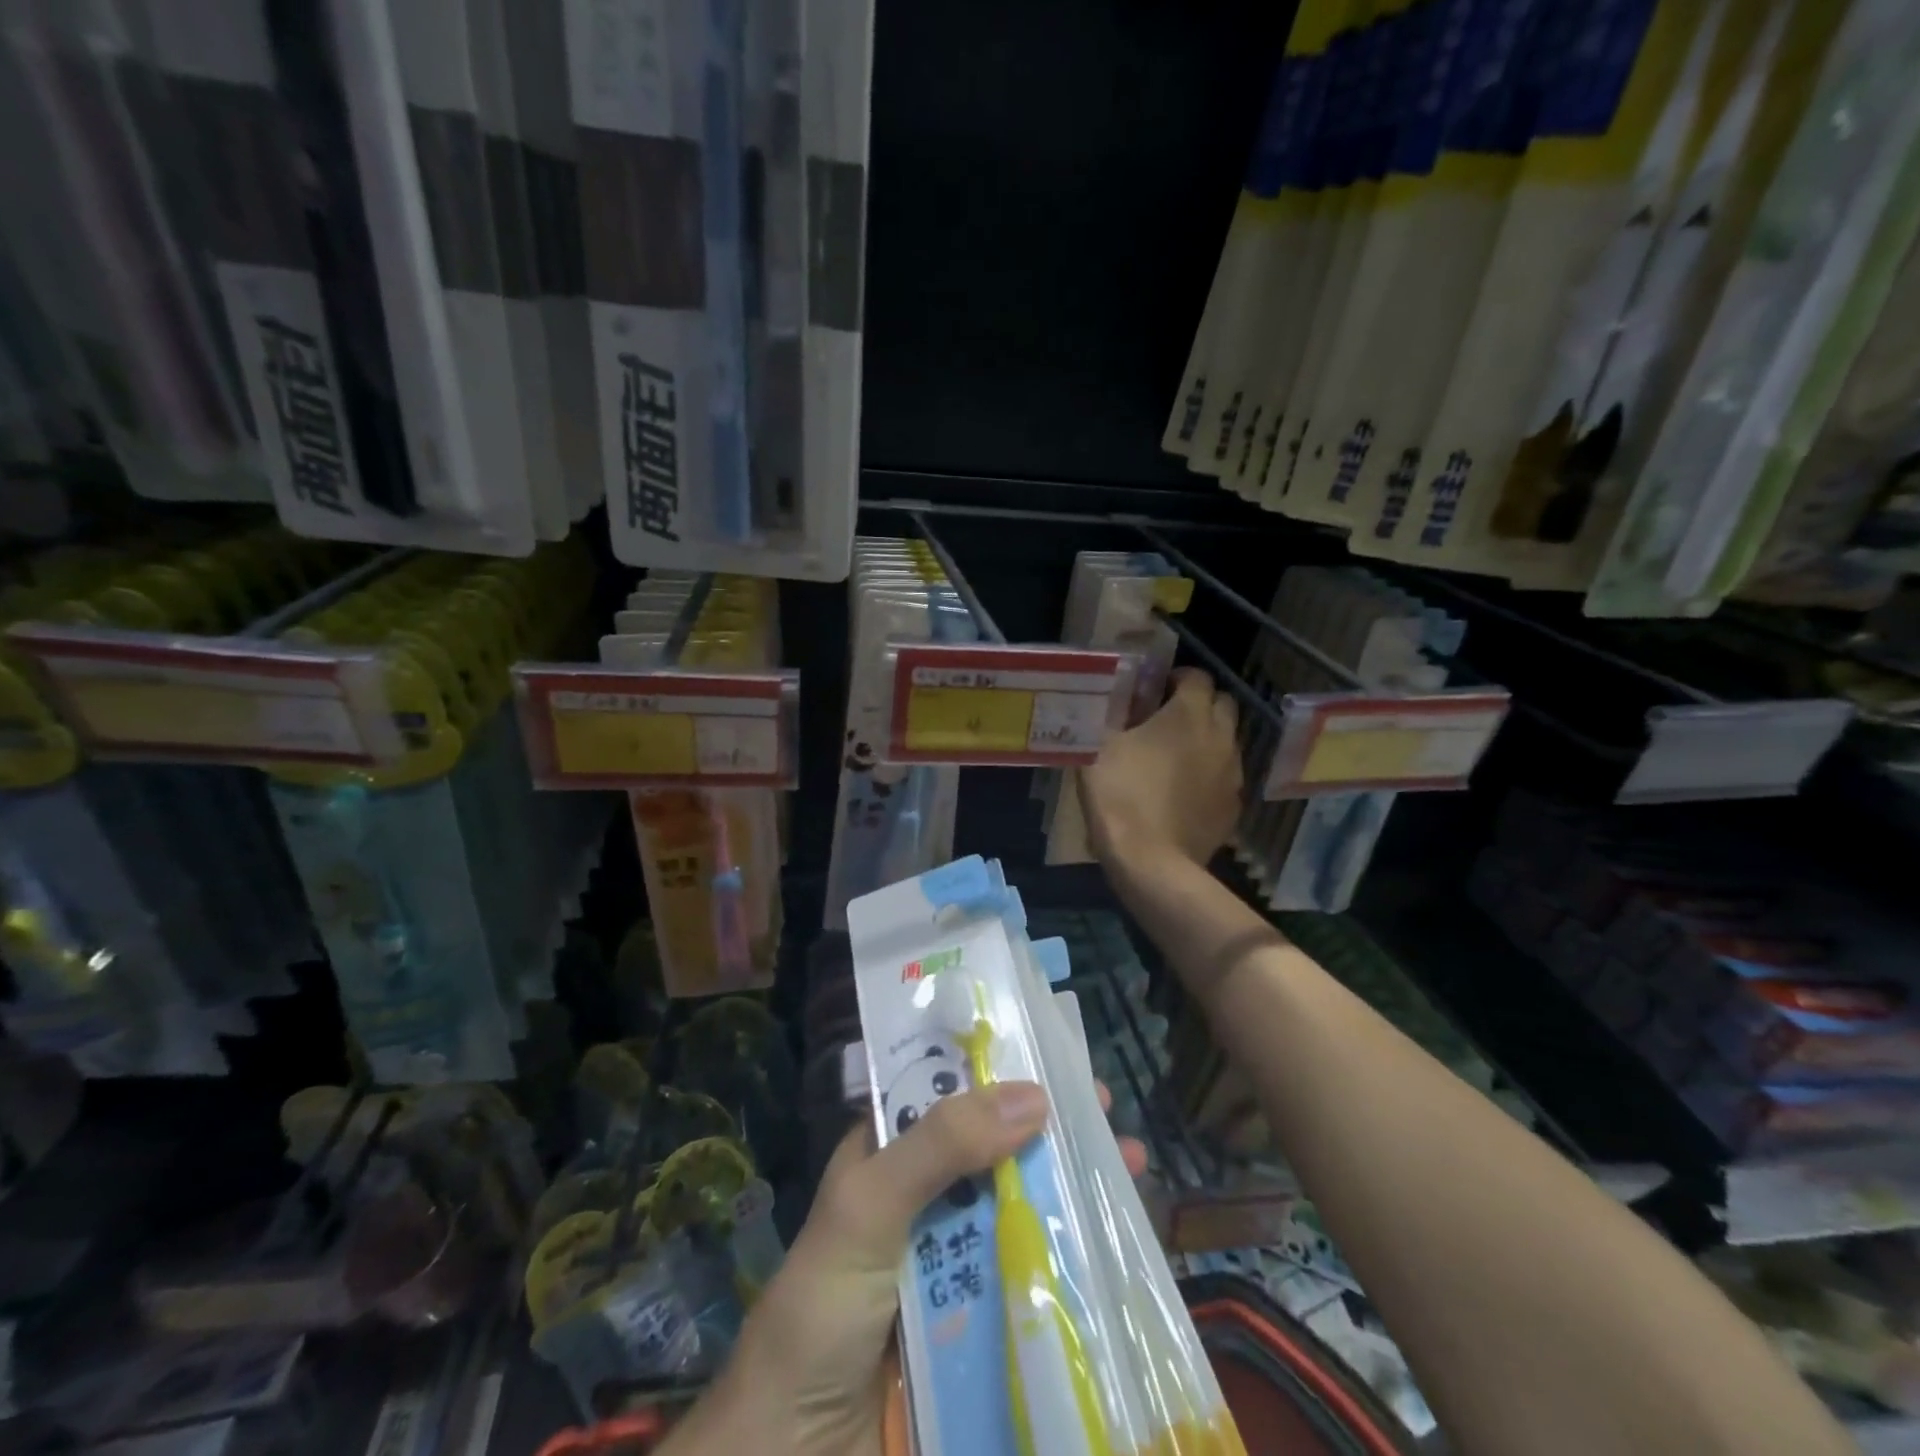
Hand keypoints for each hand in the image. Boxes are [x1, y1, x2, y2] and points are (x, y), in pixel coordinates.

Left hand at [680, 1085, 1145, 1455]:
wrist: (795, 1455)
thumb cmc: (821, 1307)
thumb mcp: (868, 1206)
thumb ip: (939, 1147)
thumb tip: (1034, 1097)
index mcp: (891, 1154)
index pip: (952, 1093)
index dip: (1003, 1072)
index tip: (1059, 1061)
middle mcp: (927, 1195)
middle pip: (997, 1146)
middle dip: (1051, 1126)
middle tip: (1107, 1110)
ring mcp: (955, 1258)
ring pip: (1020, 1205)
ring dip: (1071, 1185)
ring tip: (1130, 1164)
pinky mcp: (980, 1316)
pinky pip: (1030, 1272)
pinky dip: (1071, 1254)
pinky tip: (1115, 1240)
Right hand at [1080, 667, 1241, 868]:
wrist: (1152, 862)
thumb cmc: (1121, 795)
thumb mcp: (1097, 749)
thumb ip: (1108, 718)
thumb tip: (1110, 704)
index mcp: (1189, 714)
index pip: (1197, 676)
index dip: (1176, 678)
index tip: (1153, 692)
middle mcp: (1220, 736)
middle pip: (1222, 704)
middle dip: (1199, 705)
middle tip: (1167, 720)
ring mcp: (1233, 773)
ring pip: (1226, 742)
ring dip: (1205, 741)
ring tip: (1174, 758)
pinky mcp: (1233, 806)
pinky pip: (1224, 778)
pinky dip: (1208, 776)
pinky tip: (1182, 793)